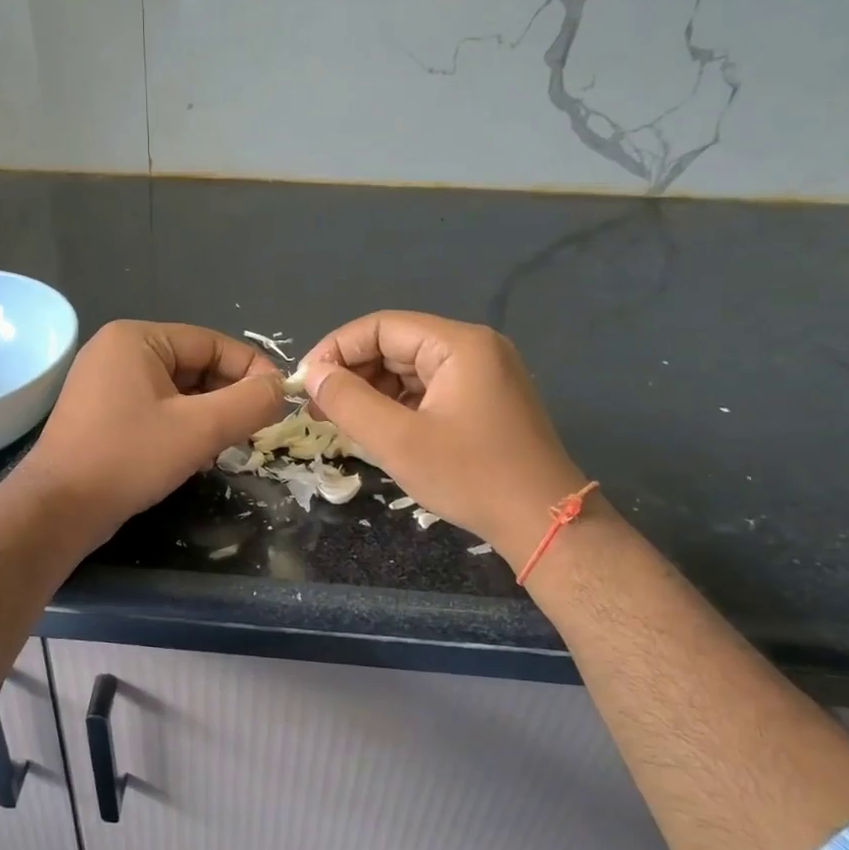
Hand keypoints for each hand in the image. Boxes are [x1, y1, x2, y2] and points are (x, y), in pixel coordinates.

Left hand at [15, 321, 285, 545]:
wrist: (58, 509)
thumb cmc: (128, 459)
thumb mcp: (200, 430)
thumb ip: (250, 403)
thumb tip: (282, 389)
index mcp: (137, 338)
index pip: (212, 342)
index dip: (252, 370)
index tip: (280, 401)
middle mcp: (117, 351)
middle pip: (195, 365)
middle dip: (228, 397)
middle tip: (255, 430)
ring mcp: (105, 383)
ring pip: (178, 391)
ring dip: (208, 416)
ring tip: (227, 446)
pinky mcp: (101, 414)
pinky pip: (156, 408)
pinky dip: (182, 426)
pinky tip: (195, 455)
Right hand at [300, 312, 586, 565]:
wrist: (543, 522)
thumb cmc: (470, 477)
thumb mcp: (398, 441)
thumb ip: (348, 401)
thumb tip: (313, 374)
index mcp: (458, 345)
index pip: (381, 327)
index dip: (336, 349)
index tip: (305, 382)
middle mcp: (474, 348)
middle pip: (396, 345)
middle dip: (353, 373)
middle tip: (318, 407)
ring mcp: (483, 374)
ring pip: (409, 369)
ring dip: (372, 391)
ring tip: (341, 422)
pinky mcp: (484, 401)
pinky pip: (428, 389)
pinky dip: (397, 405)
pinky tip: (376, 429)